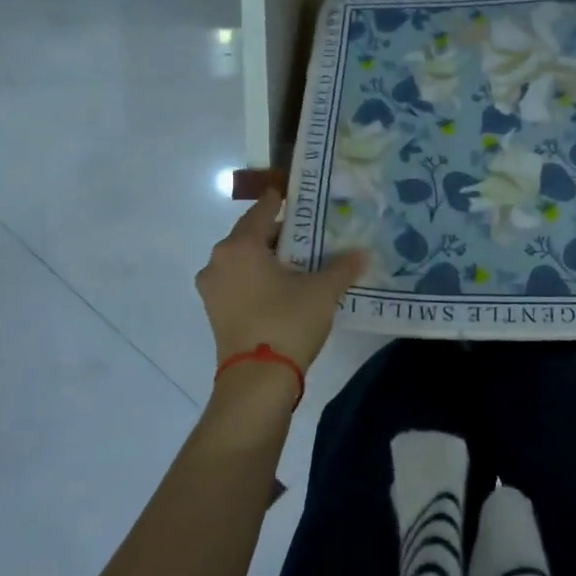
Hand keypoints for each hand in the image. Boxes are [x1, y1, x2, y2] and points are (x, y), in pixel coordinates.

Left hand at [196, 190, 366, 377]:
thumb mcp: (322, 291)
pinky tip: (284, 288)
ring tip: (301, 263)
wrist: (258, 380)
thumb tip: (362, 253)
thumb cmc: (287, 322)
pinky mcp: (216, 312)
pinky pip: (239, 283)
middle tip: (311, 235)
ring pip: (244, 261)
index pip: (263, 211)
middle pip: (251, 236)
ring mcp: (213, 289)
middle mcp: (218, 261)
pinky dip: (259, 279)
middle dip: (280, 235)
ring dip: (269, 259)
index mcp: (239, 246)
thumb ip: (342, 267)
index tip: (297, 195)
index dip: (281, 201)